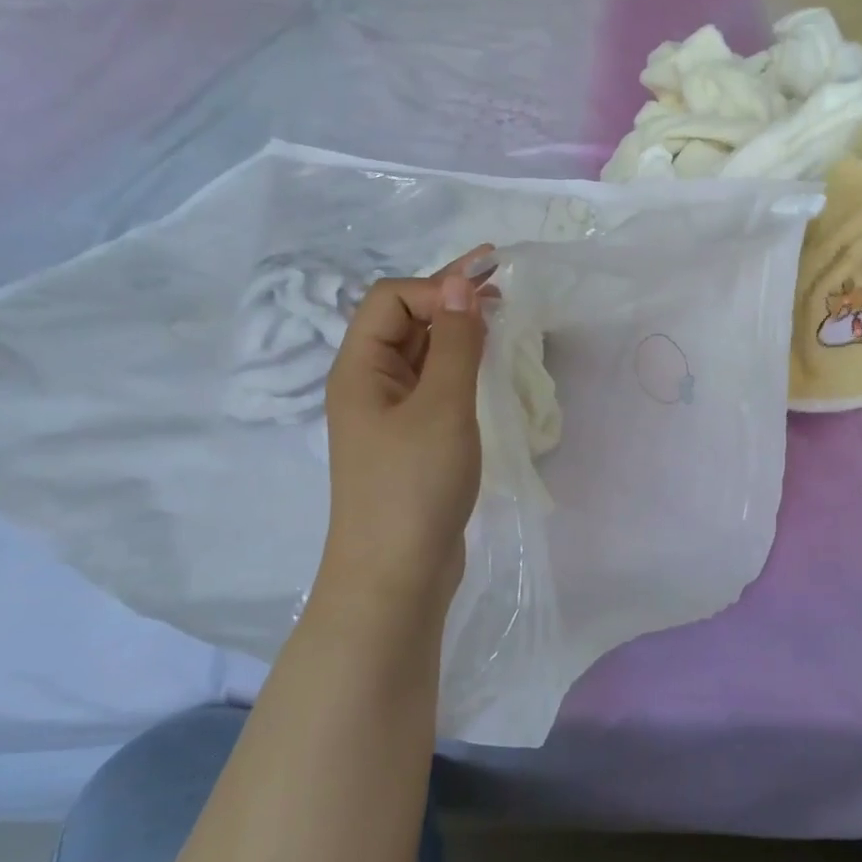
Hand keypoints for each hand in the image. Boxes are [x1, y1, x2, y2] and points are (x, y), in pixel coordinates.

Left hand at [320, 248, 493, 613]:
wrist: (396, 578)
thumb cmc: (414, 487)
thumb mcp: (441, 407)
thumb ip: (454, 342)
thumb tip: (461, 284)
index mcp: (359, 369)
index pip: (391, 300)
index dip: (437, 287)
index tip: (488, 297)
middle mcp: (369, 385)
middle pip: (403, 321)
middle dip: (449, 297)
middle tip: (502, 283)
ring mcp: (390, 416)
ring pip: (421, 354)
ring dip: (456, 330)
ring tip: (499, 316)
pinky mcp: (412, 442)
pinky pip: (433, 387)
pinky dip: (459, 366)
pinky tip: (486, 366)